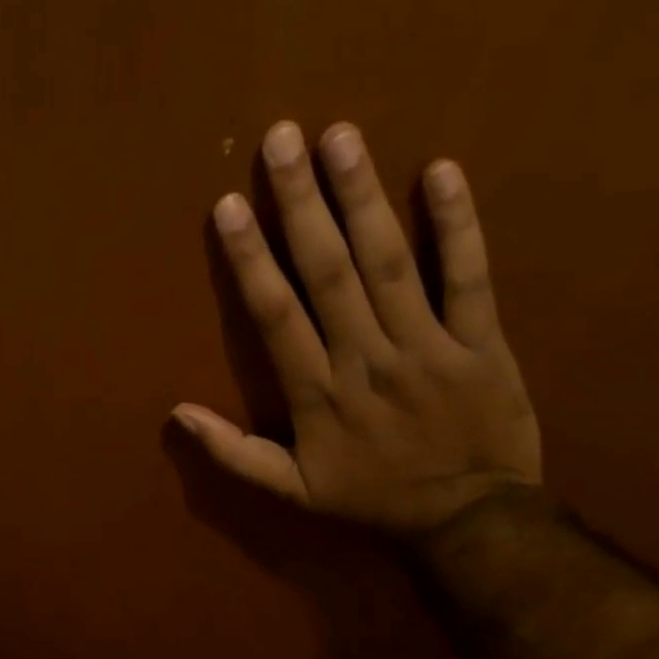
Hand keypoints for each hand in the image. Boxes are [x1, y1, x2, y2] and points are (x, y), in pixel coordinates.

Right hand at [173, 120, 540, 533]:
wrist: (469, 520)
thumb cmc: (371, 500)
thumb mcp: (292, 491)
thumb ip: (233, 453)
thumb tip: (177, 413)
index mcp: (317, 396)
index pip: (276, 316)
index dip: (251, 260)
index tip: (228, 207)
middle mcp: (366, 360)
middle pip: (329, 273)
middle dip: (301, 205)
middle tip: (282, 139)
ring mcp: (427, 347)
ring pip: (390, 264)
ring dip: (363, 198)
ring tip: (340, 137)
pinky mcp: (482, 341)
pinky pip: (469, 277)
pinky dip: (457, 226)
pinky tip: (441, 172)